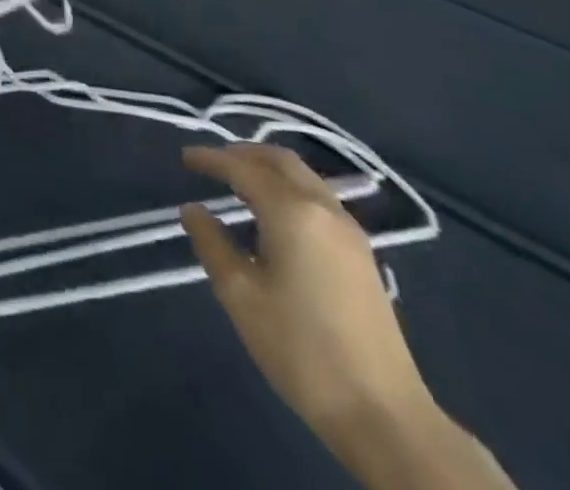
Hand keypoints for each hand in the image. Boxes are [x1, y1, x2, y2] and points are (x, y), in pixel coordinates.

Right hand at [181, 144, 431, 438]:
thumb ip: (212, 244)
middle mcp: (324, 208)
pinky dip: (289, 188)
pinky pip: (318, 198)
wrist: (384, 415)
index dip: (211, 159)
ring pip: (304, 177)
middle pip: (280, 161)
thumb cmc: (301, 350)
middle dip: (243, 153)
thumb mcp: (241, 296)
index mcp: (292, 212)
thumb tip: (193, 210)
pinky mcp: (362, 255)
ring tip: (239, 182)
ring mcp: (350, 231)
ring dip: (268, 169)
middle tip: (212, 162)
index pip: (243, 168)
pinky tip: (274, 214)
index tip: (185, 158)